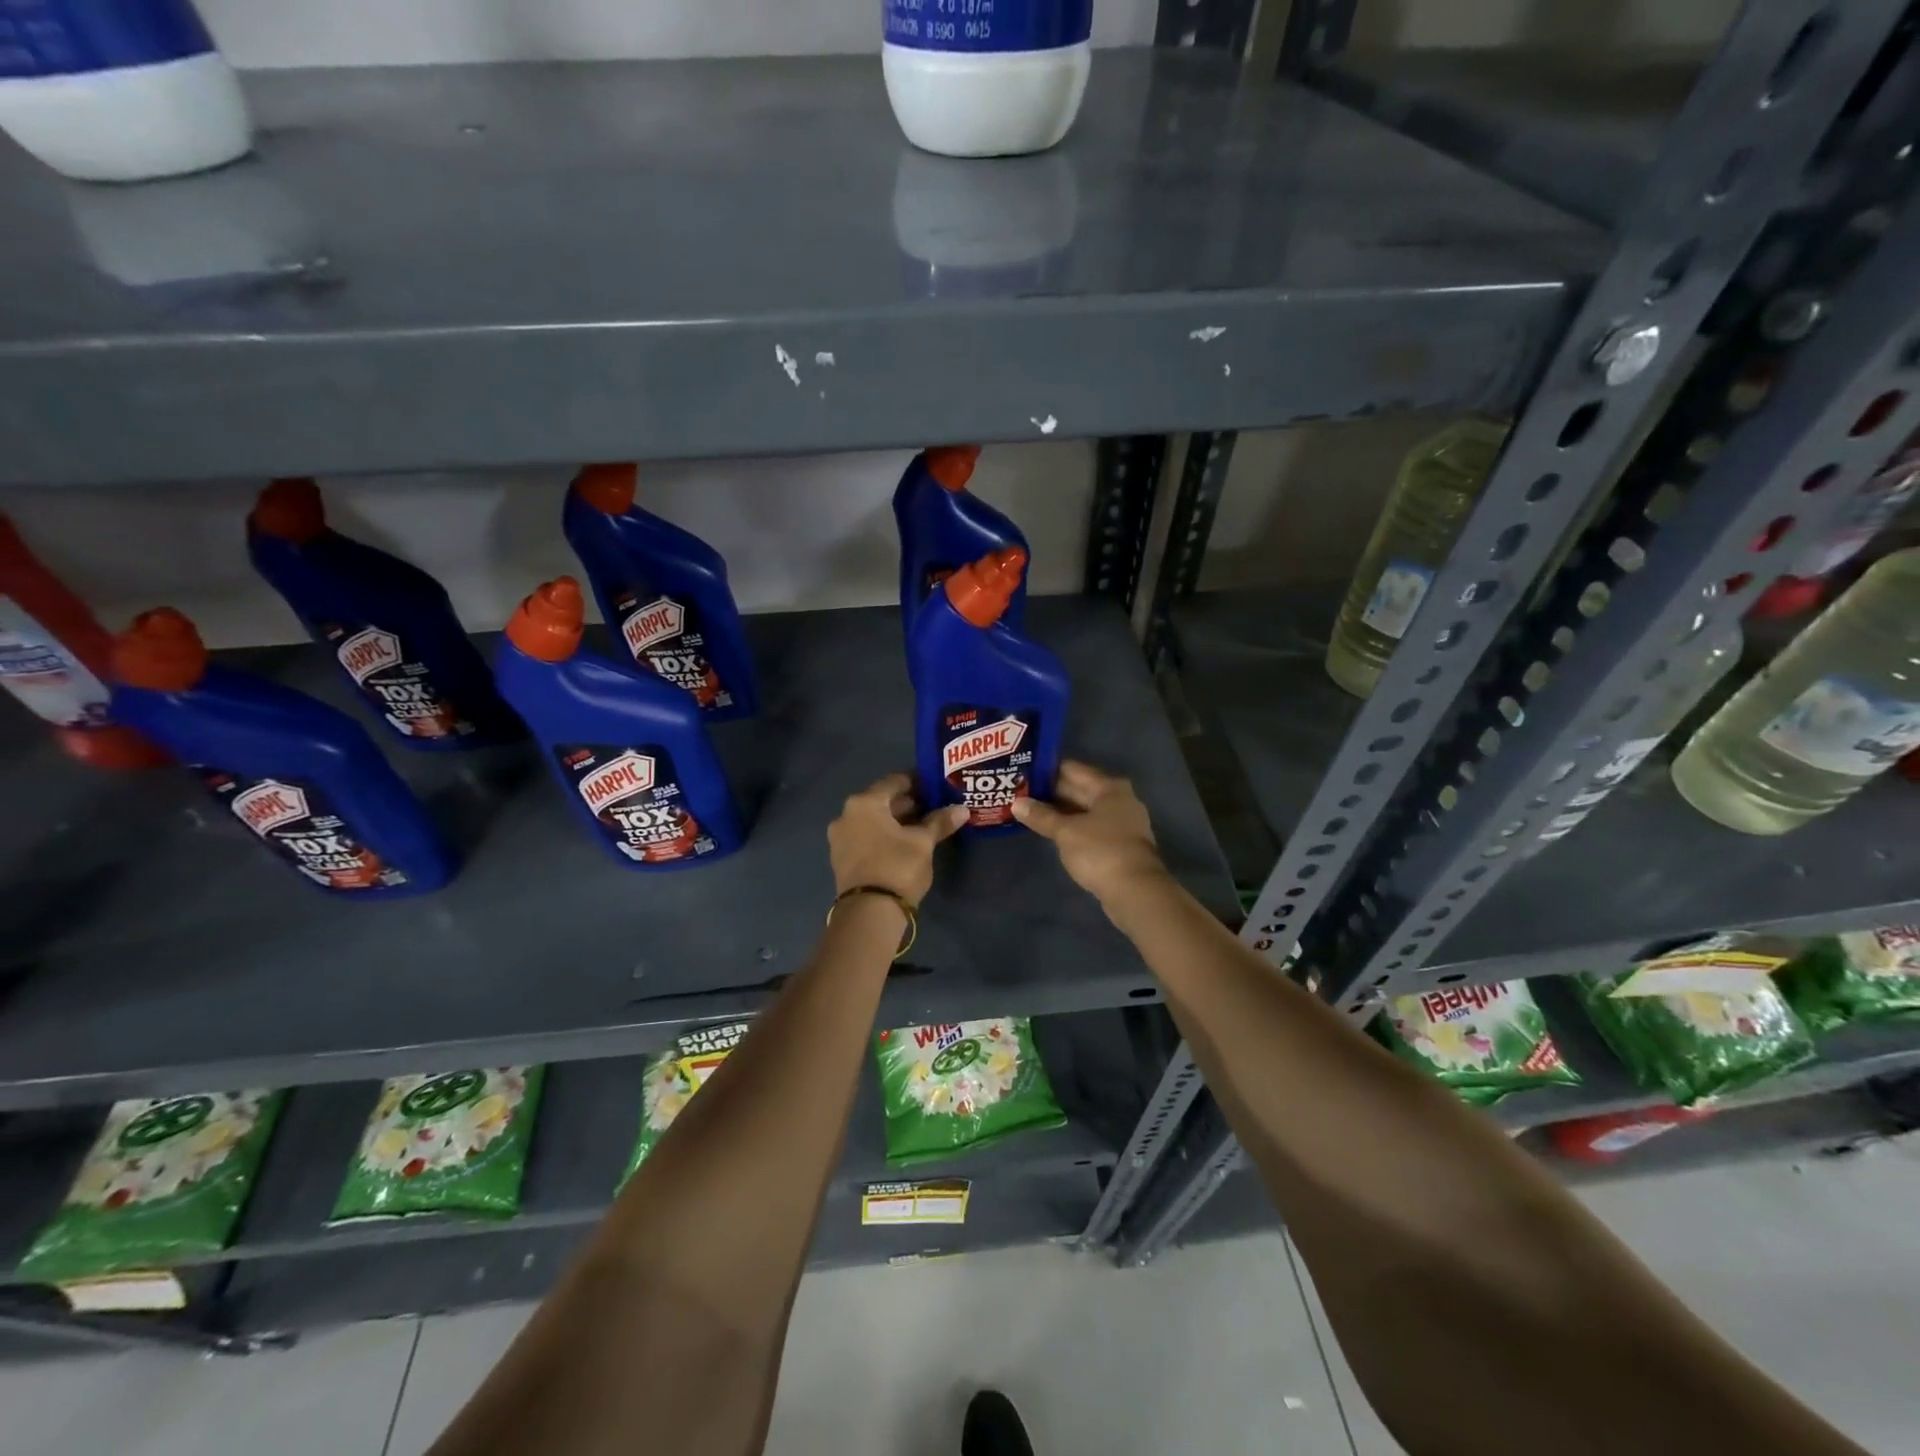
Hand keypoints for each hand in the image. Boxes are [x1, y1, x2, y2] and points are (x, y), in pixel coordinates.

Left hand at [828, 773, 967, 904]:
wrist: (869, 913)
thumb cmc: (897, 866)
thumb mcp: (923, 842)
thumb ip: (940, 822)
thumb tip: (962, 809)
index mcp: (864, 802)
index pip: (895, 781)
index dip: (919, 782)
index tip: (937, 786)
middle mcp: (847, 814)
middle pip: (883, 801)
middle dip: (909, 803)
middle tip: (935, 806)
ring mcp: (841, 838)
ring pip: (875, 821)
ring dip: (897, 821)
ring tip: (925, 826)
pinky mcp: (842, 859)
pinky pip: (867, 837)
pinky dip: (885, 836)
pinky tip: (906, 843)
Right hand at [1012, 760, 1167, 906]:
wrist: (1135, 891)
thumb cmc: (1100, 851)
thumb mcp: (1066, 832)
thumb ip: (1041, 816)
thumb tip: (1017, 803)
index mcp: (1109, 788)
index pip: (1072, 769)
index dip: (1046, 770)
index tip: (1023, 772)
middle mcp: (1119, 800)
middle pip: (1080, 789)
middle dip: (1051, 792)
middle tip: (1020, 792)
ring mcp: (1122, 823)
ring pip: (1084, 810)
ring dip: (1060, 812)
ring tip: (1030, 810)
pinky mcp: (1119, 844)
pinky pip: (1090, 827)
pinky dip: (1072, 827)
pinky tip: (1051, 831)